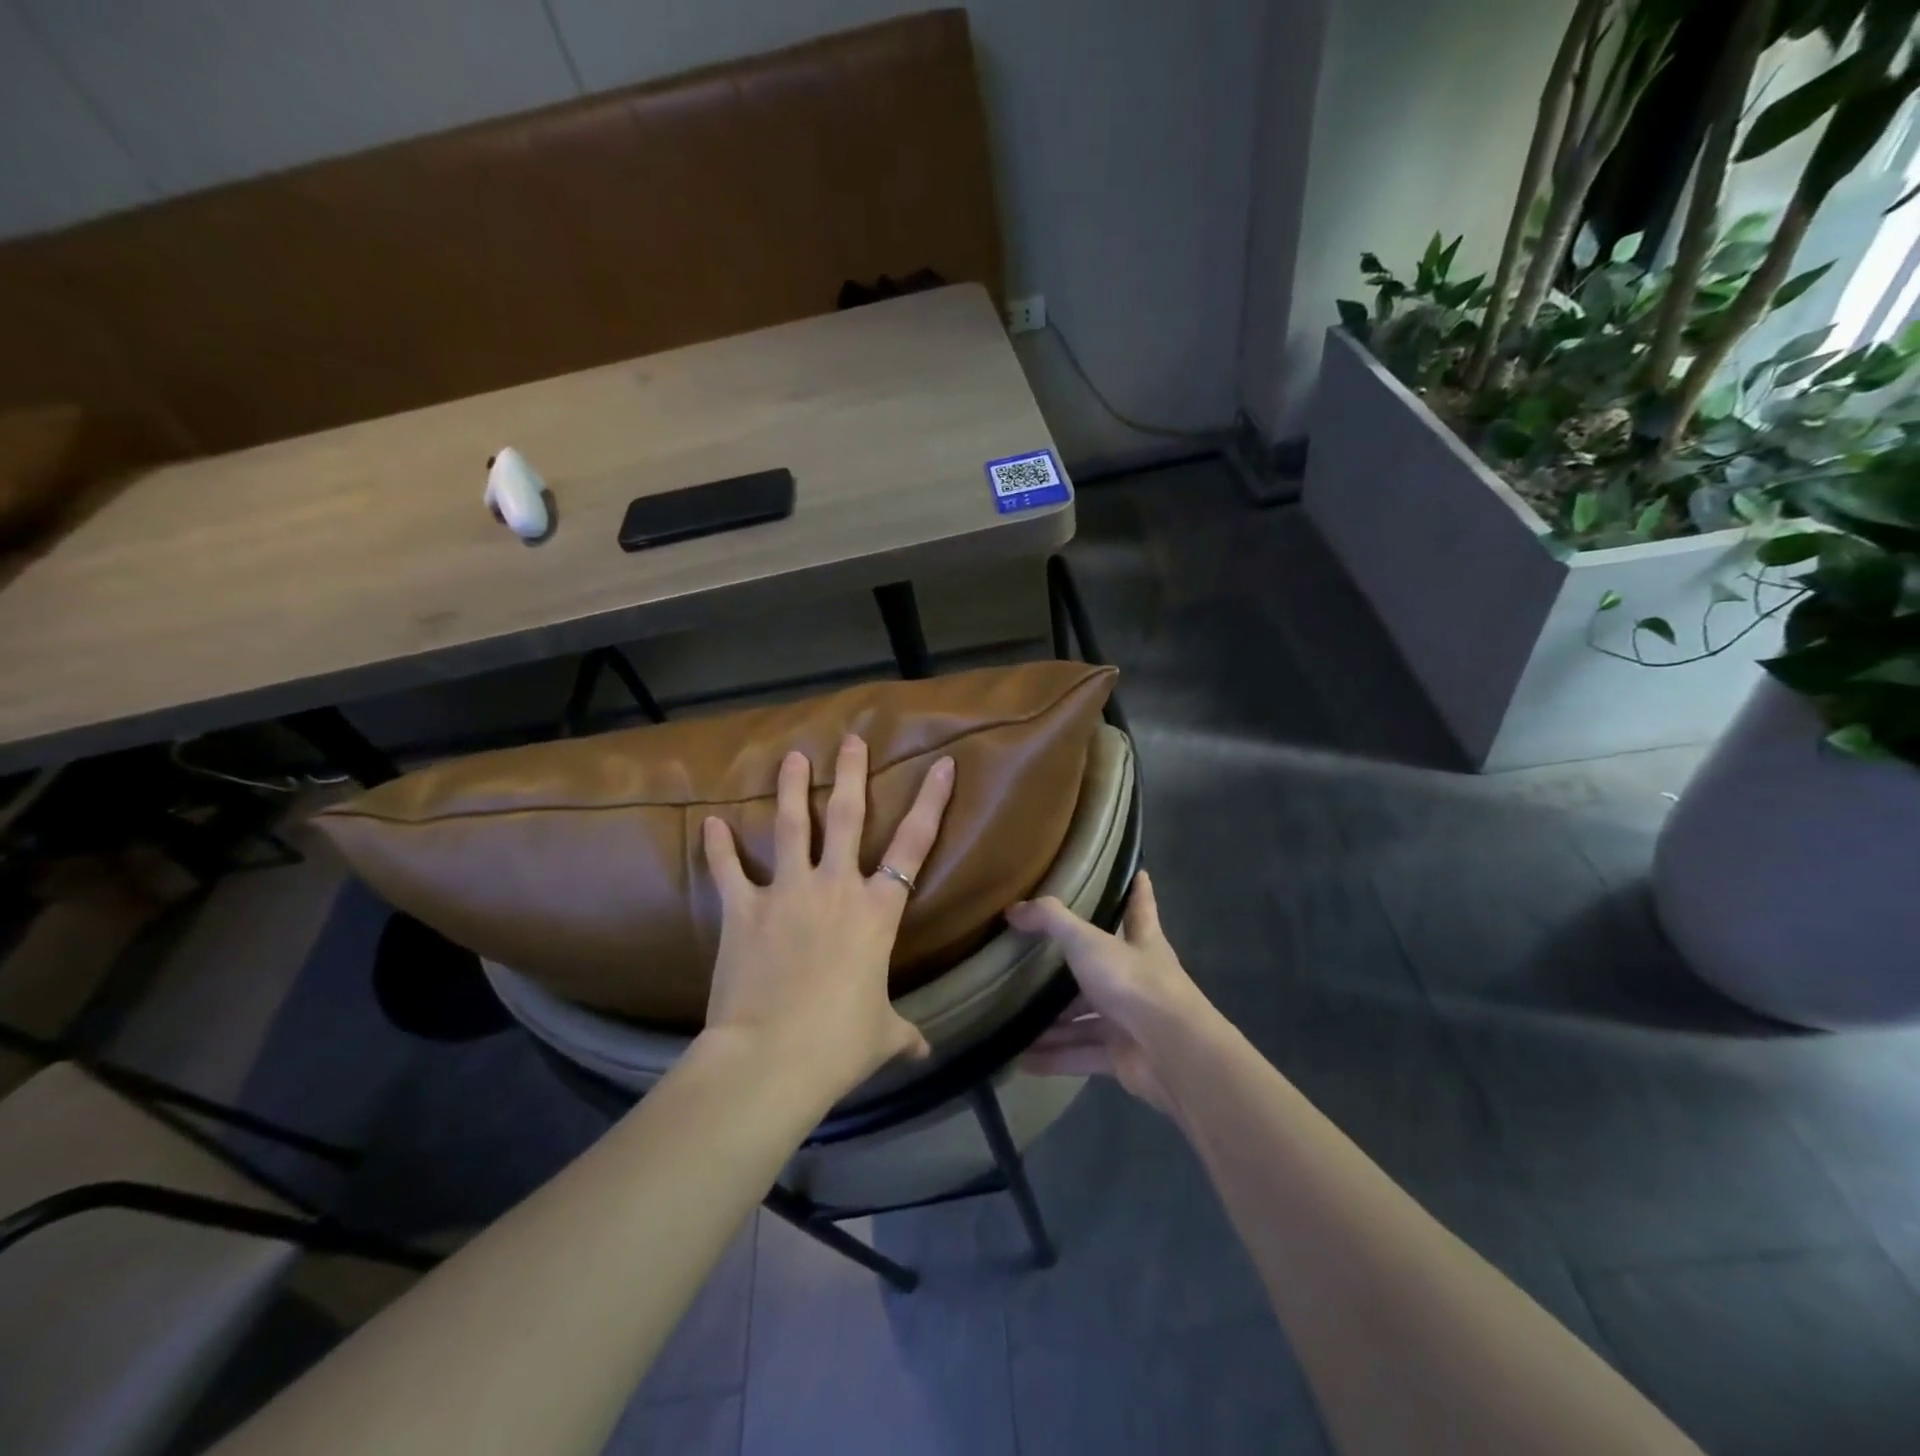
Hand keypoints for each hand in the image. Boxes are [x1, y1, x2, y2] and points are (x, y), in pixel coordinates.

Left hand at [700, 736, 954, 1096]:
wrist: (771, 1059)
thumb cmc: (838, 1044)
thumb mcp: (881, 1036)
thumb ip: (903, 1034)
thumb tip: (923, 1052)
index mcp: (877, 911)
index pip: (915, 844)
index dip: (931, 801)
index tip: (943, 764)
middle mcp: (835, 887)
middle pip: (847, 816)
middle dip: (851, 773)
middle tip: (851, 740)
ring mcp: (787, 893)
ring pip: (791, 826)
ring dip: (791, 788)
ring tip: (792, 757)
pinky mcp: (743, 910)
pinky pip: (729, 869)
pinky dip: (718, 846)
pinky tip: (710, 822)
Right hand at [1009, 872, 1211, 1114]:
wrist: (1172, 1052)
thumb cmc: (1134, 982)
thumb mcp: (1088, 941)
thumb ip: (1051, 922)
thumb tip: (1013, 909)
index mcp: (1141, 942)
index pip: (1140, 908)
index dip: (1138, 890)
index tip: (1139, 872)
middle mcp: (1137, 978)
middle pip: (1100, 970)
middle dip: (1069, 971)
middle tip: (1031, 962)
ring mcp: (1130, 1019)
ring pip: (1085, 1018)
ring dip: (1052, 1023)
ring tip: (1012, 1020)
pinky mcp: (1121, 1056)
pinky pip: (1080, 1054)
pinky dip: (1053, 1058)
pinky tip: (1021, 1060)